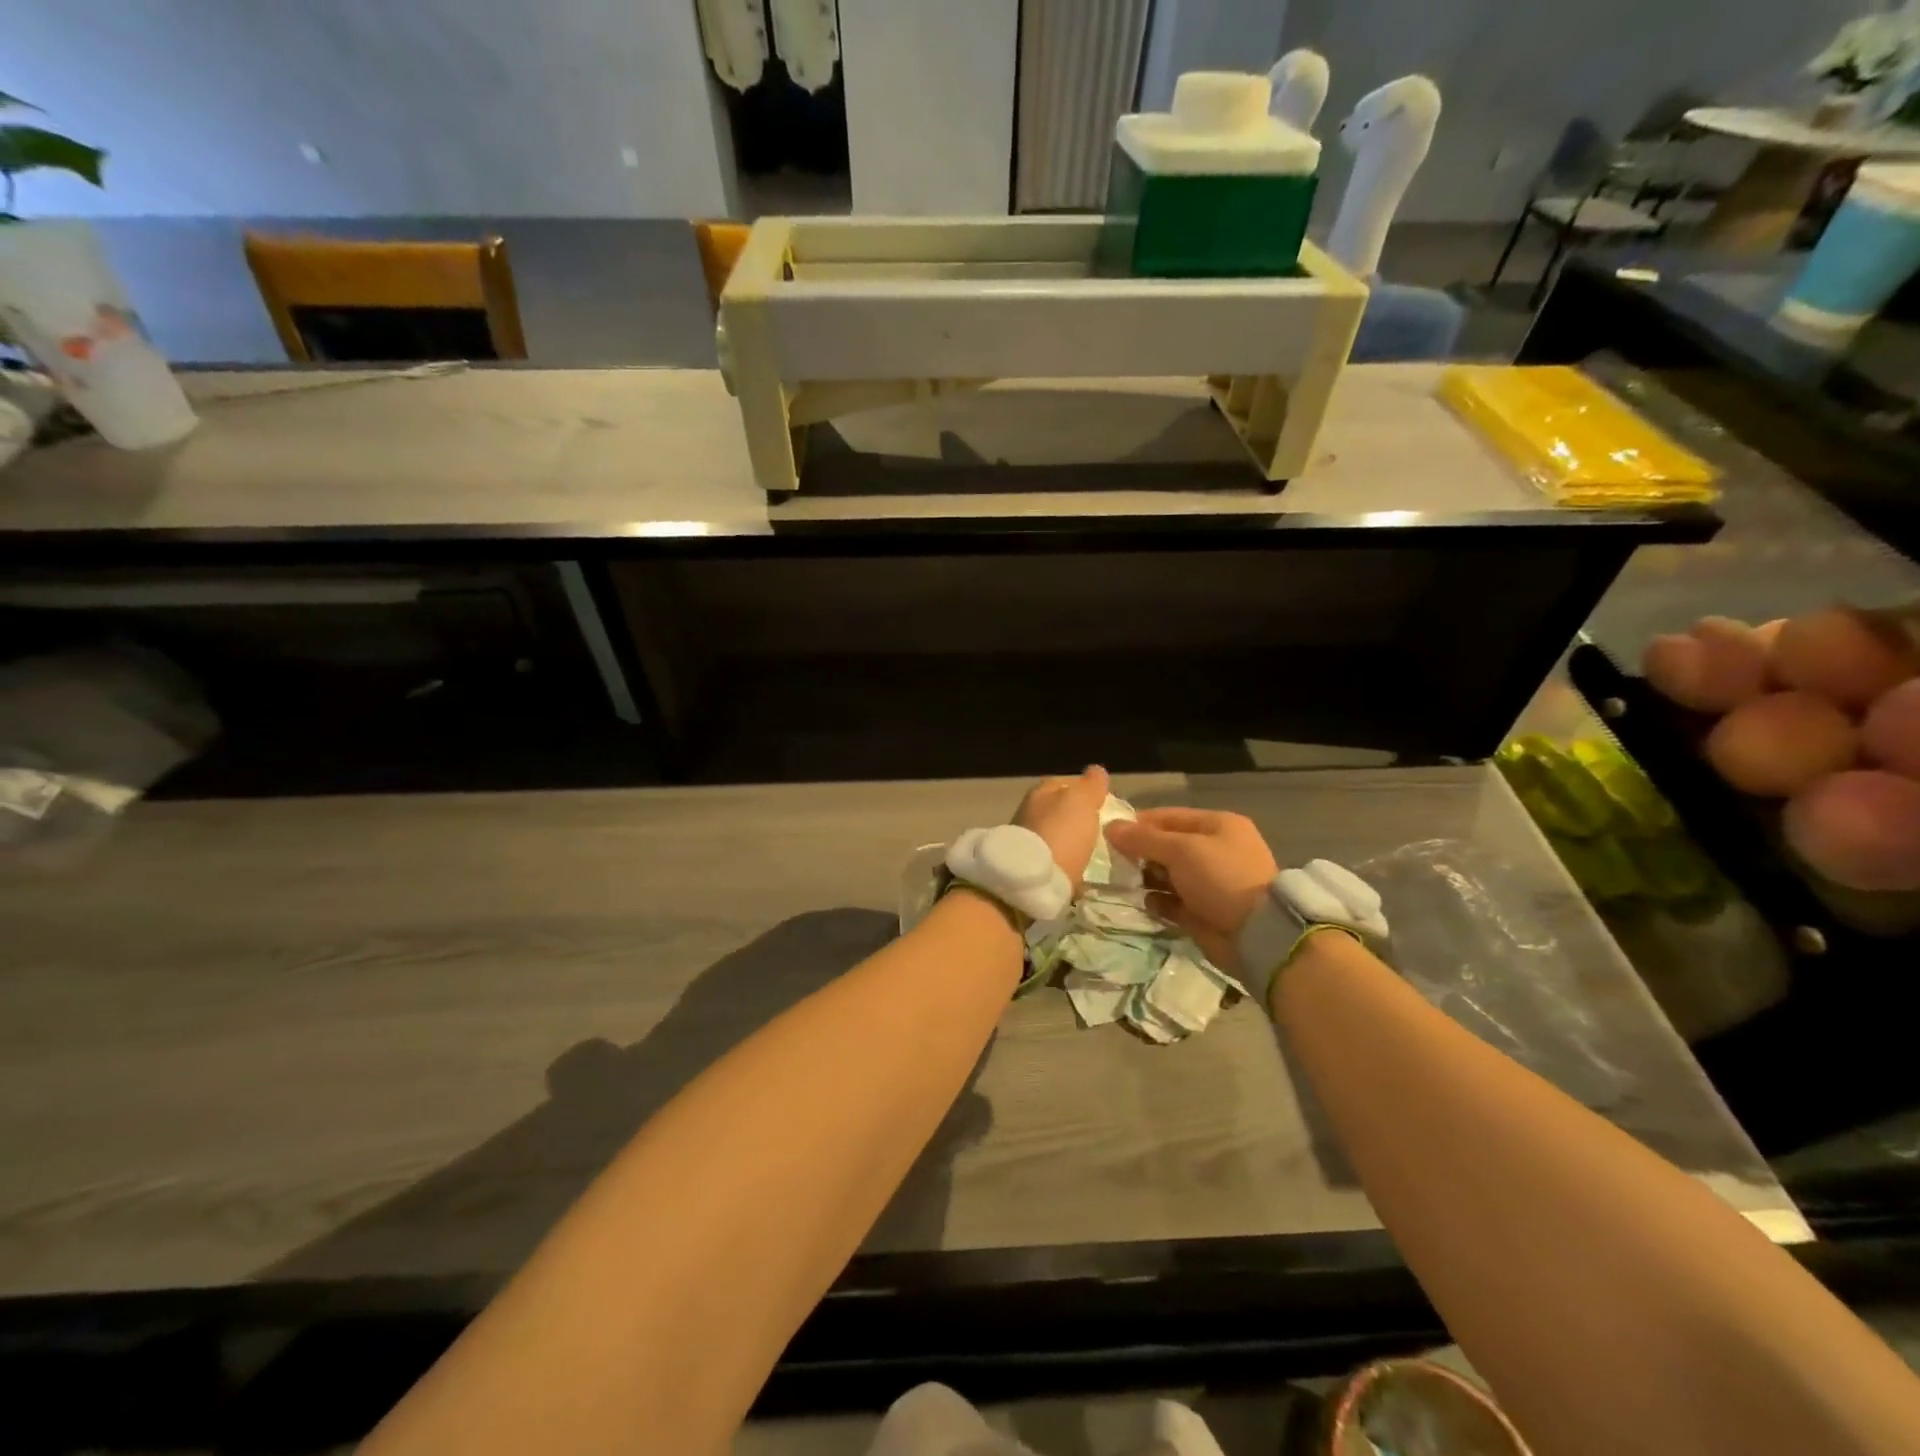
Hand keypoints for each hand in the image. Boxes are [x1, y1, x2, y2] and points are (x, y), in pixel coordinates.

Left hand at [1012, 766, 1109, 888]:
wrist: (1030, 881)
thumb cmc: (1059, 834)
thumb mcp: (1081, 802)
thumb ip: (1091, 786)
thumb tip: (1096, 771)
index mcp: (1041, 791)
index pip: (1069, 782)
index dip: (1090, 791)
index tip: (1110, 806)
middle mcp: (1029, 811)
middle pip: (1062, 810)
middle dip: (1081, 818)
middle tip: (1106, 831)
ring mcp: (1026, 839)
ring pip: (1058, 834)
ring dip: (1073, 841)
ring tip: (1096, 852)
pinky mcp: (1028, 865)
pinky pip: (1055, 857)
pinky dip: (1066, 860)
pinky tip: (1079, 868)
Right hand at [1103, 808, 1277, 967]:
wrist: (1256, 934)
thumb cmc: (1220, 878)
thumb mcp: (1180, 850)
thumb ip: (1142, 839)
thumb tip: (1110, 827)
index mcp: (1217, 826)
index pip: (1169, 817)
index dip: (1139, 823)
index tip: (1110, 833)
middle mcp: (1215, 850)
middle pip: (1167, 845)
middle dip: (1141, 852)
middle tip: (1116, 861)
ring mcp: (1210, 882)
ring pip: (1168, 874)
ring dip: (1147, 878)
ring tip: (1127, 883)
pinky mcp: (1203, 910)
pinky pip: (1172, 901)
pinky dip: (1159, 901)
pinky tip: (1148, 903)